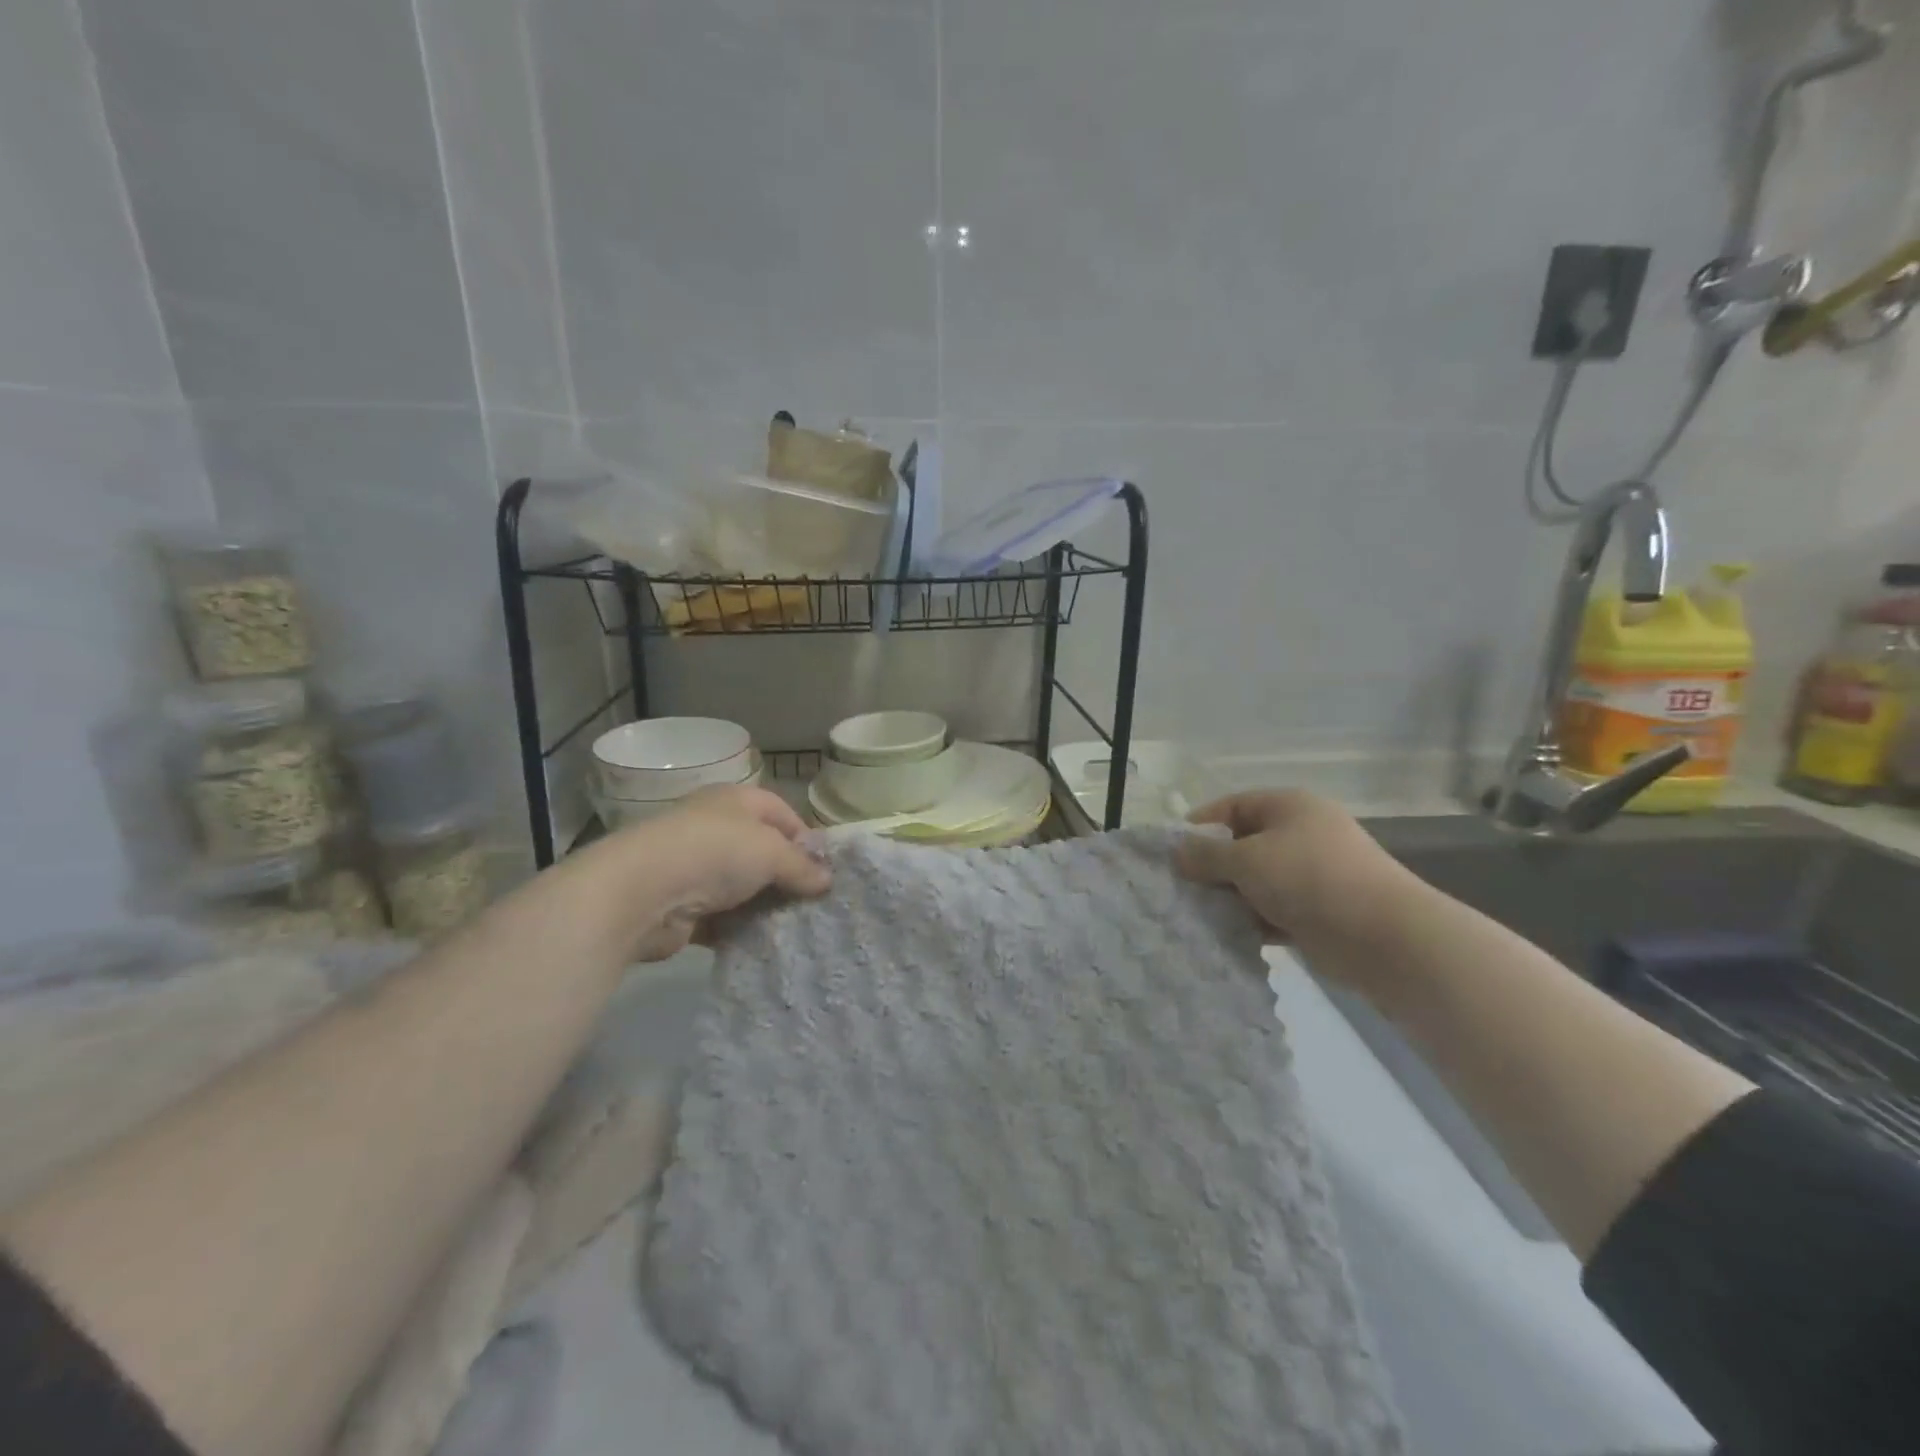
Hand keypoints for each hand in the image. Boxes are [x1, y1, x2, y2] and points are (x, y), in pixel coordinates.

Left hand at [614, 783, 831, 959]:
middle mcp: (714, 828)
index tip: (824, 869)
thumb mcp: (771, 852)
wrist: (640, 892)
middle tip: (814, 903)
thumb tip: (827, 880)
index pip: (781, 812)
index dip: (805, 838)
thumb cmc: (714, 853)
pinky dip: (740, 929)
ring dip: (764, 906)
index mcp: (735, 801)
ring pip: (742, 887)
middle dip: (787, 876)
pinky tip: (762, 943)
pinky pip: (722, 917)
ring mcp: (695, 867)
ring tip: (794, 926)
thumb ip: (802, 866)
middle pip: (762, 851)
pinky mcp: (682, 906)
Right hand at [1175, 789, 1404, 945]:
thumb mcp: (1246, 859)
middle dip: (1213, 866)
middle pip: (1244, 844)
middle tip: (1182, 887)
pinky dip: (1253, 920)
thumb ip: (1206, 855)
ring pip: (1257, 880)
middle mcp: (1302, 834)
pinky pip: (1274, 909)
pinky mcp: (1319, 911)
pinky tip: (1228, 934)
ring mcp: (1313, 873)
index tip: (1172, 850)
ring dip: (1231, 897)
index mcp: (1289, 807)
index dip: (1200, 824)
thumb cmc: (1308, 878)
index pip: (1233, 806)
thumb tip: (1177, 851)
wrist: (1382, 936)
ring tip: (1199, 914)